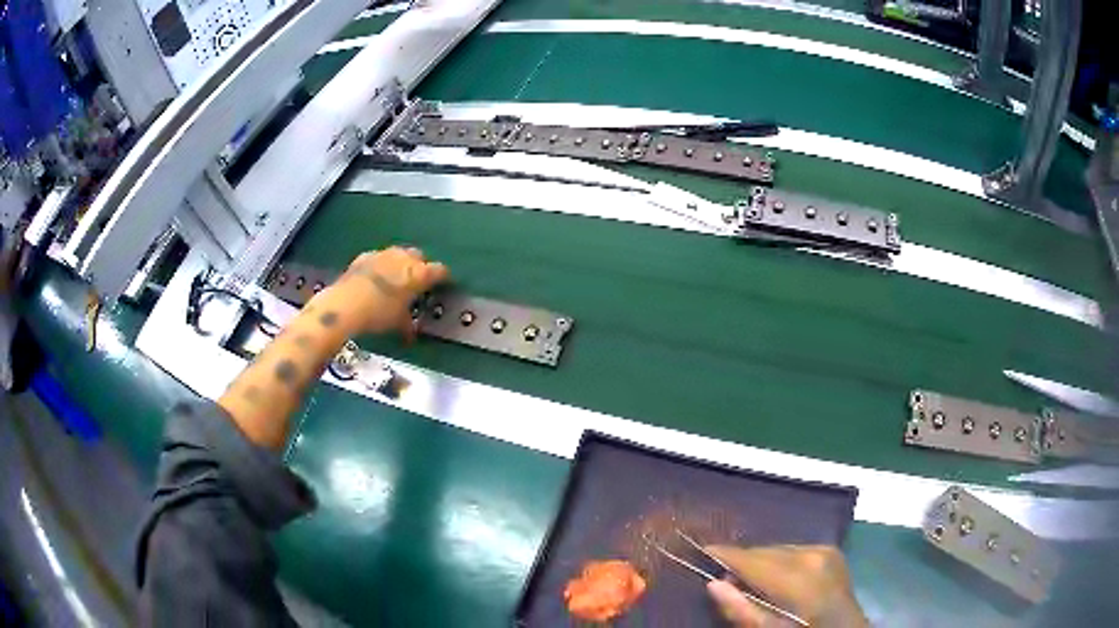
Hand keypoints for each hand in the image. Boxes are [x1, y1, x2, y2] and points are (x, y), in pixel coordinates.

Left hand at [332, 246, 448, 335]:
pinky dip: (380, 266)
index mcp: (419, 274)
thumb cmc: (379, 314)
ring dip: (400, 264)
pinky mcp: (365, 256)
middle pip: (419, 256)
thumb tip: (411, 332)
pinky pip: (379, 258)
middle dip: (420, 267)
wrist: (346, 304)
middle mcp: (404, 258)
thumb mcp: (399, 323)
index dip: (443, 278)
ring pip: (399, 254)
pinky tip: (375, 278)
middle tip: (416, 284)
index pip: (440, 271)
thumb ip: (409, 324)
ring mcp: (383, 254)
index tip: (443, 286)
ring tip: (395, 280)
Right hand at [705, 545, 866, 627]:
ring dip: (760, 561)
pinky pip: (794, 549)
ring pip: (778, 548)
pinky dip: (779, 560)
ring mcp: (824, 550)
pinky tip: (775, 577)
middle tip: (723, 579)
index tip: (702, 550)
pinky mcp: (831, 550)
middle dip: (742, 562)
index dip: (725, 555)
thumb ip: (741, 611)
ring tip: (749, 581)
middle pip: (763, 552)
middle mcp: (811, 555)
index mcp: (797, 578)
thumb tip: (713, 584)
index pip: (752, 560)